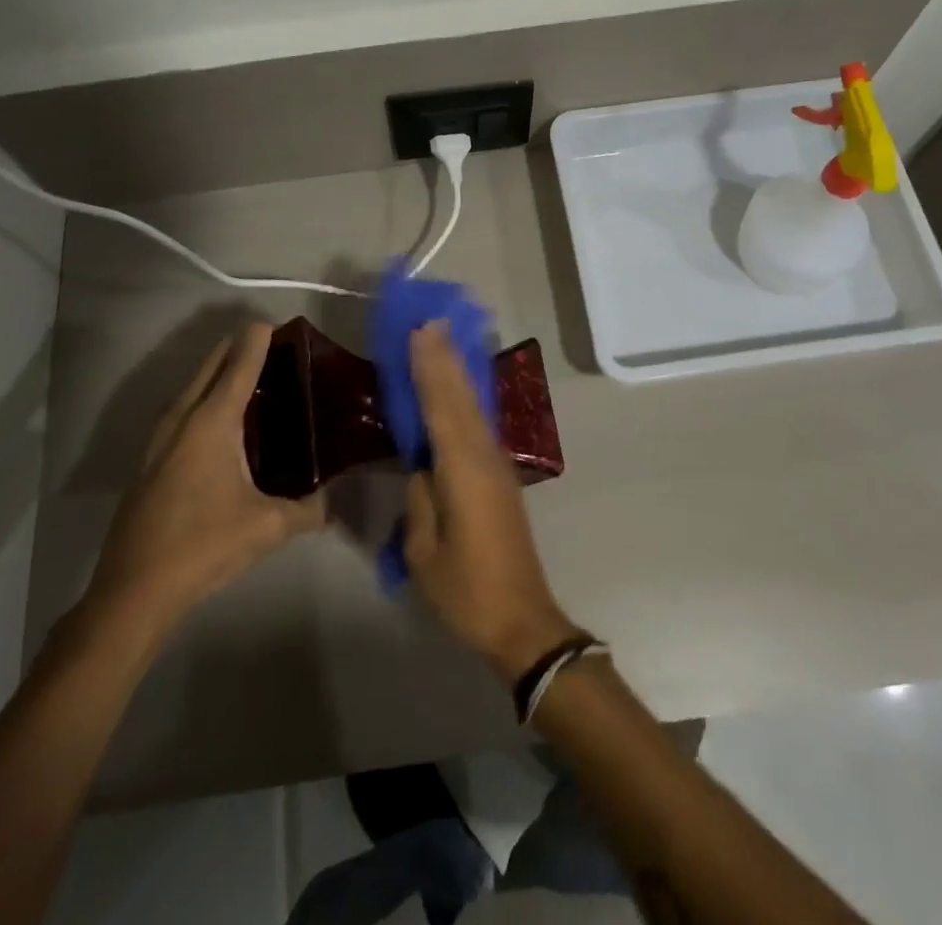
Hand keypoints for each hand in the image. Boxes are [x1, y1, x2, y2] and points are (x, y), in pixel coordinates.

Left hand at [80, 324, 324, 641]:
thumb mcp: (267, 528)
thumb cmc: (203, 546)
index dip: (259, 339)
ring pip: (191, 386)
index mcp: (213, 421)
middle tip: (273, 349)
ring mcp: (160, 437)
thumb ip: (307, 510)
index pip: (240, 363)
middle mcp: (183, 417)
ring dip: (217, 372)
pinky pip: (181, 410)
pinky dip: (202, 398)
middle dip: (239, 348)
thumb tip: (332, 504)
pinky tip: (218, 422)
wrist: (134, 590)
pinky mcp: (149, 459)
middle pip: (211, 365)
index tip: (279, 324)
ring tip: (248, 377)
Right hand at [402, 323, 580, 682]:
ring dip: (456, 373)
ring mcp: (496, 467)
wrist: (522, 621)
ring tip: (441, 341)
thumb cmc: (467, 591)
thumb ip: (421, 500)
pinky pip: (476, 426)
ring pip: (472, 408)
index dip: (429, 367)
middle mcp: (484, 458)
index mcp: (464, 471)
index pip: (441, 407)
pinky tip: (456, 391)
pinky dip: (463, 400)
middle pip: (461, 398)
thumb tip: (422, 467)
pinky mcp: (500, 479)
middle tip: (430, 320)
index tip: (419, 330)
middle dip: (444, 358)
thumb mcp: (425, 552)